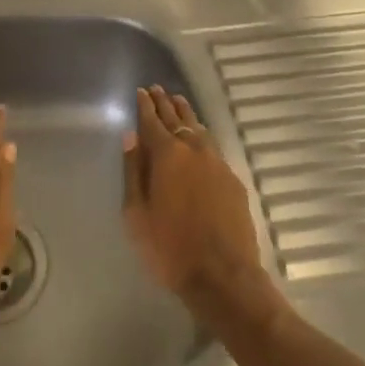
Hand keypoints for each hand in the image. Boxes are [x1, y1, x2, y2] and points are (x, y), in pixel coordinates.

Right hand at [122, 86, 266, 309]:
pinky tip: (200, 136)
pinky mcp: (233, 179)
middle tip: (157, 89)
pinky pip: (213, 146)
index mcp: (167, 155)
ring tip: (178, 101)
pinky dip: (202, 134)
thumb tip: (132, 137)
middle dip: (165, 103)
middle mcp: (193, 150)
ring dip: (186, 113)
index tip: (141, 91)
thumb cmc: (170, 249)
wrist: (224, 276)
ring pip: (199, 128)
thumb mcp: (137, 214)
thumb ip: (134, 172)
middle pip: (177, 119)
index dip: (145, 106)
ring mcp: (217, 163)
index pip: (152, 121)